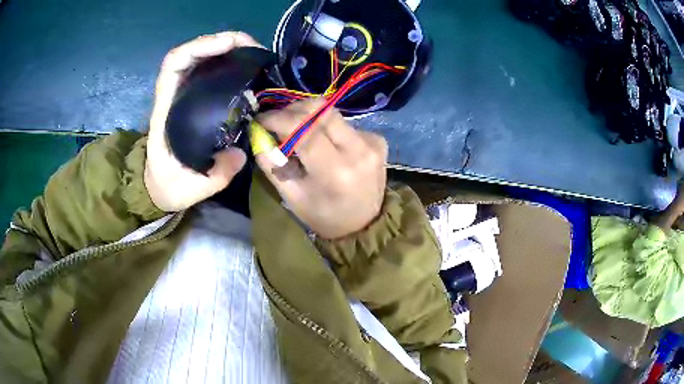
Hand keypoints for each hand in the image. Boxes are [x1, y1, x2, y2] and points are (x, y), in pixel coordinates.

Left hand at [145, 32, 259, 210]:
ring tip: (254, 53)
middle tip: (253, 47)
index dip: (200, 47)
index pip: (174, 64)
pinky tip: (246, 68)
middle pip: (190, 54)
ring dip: (226, 49)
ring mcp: (183, 97)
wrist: (157, 188)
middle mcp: (173, 96)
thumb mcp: (192, 189)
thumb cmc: (168, 186)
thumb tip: (241, 153)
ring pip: (199, 60)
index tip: (230, 45)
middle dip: (221, 42)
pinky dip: (227, 63)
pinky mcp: (193, 102)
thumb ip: (216, 174)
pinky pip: (207, 73)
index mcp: (165, 110)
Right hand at [255, 99, 387, 238]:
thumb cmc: (324, 216)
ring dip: (309, 117)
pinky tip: (323, 143)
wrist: (364, 224)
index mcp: (335, 171)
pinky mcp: (378, 140)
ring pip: (333, 113)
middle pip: (321, 110)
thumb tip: (258, 134)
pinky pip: (345, 123)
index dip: (279, 119)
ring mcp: (372, 143)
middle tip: (277, 120)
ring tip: (295, 131)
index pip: (304, 129)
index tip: (261, 120)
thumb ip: (272, 164)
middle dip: (293, 110)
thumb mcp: (292, 197)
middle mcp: (358, 151)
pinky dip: (327, 127)